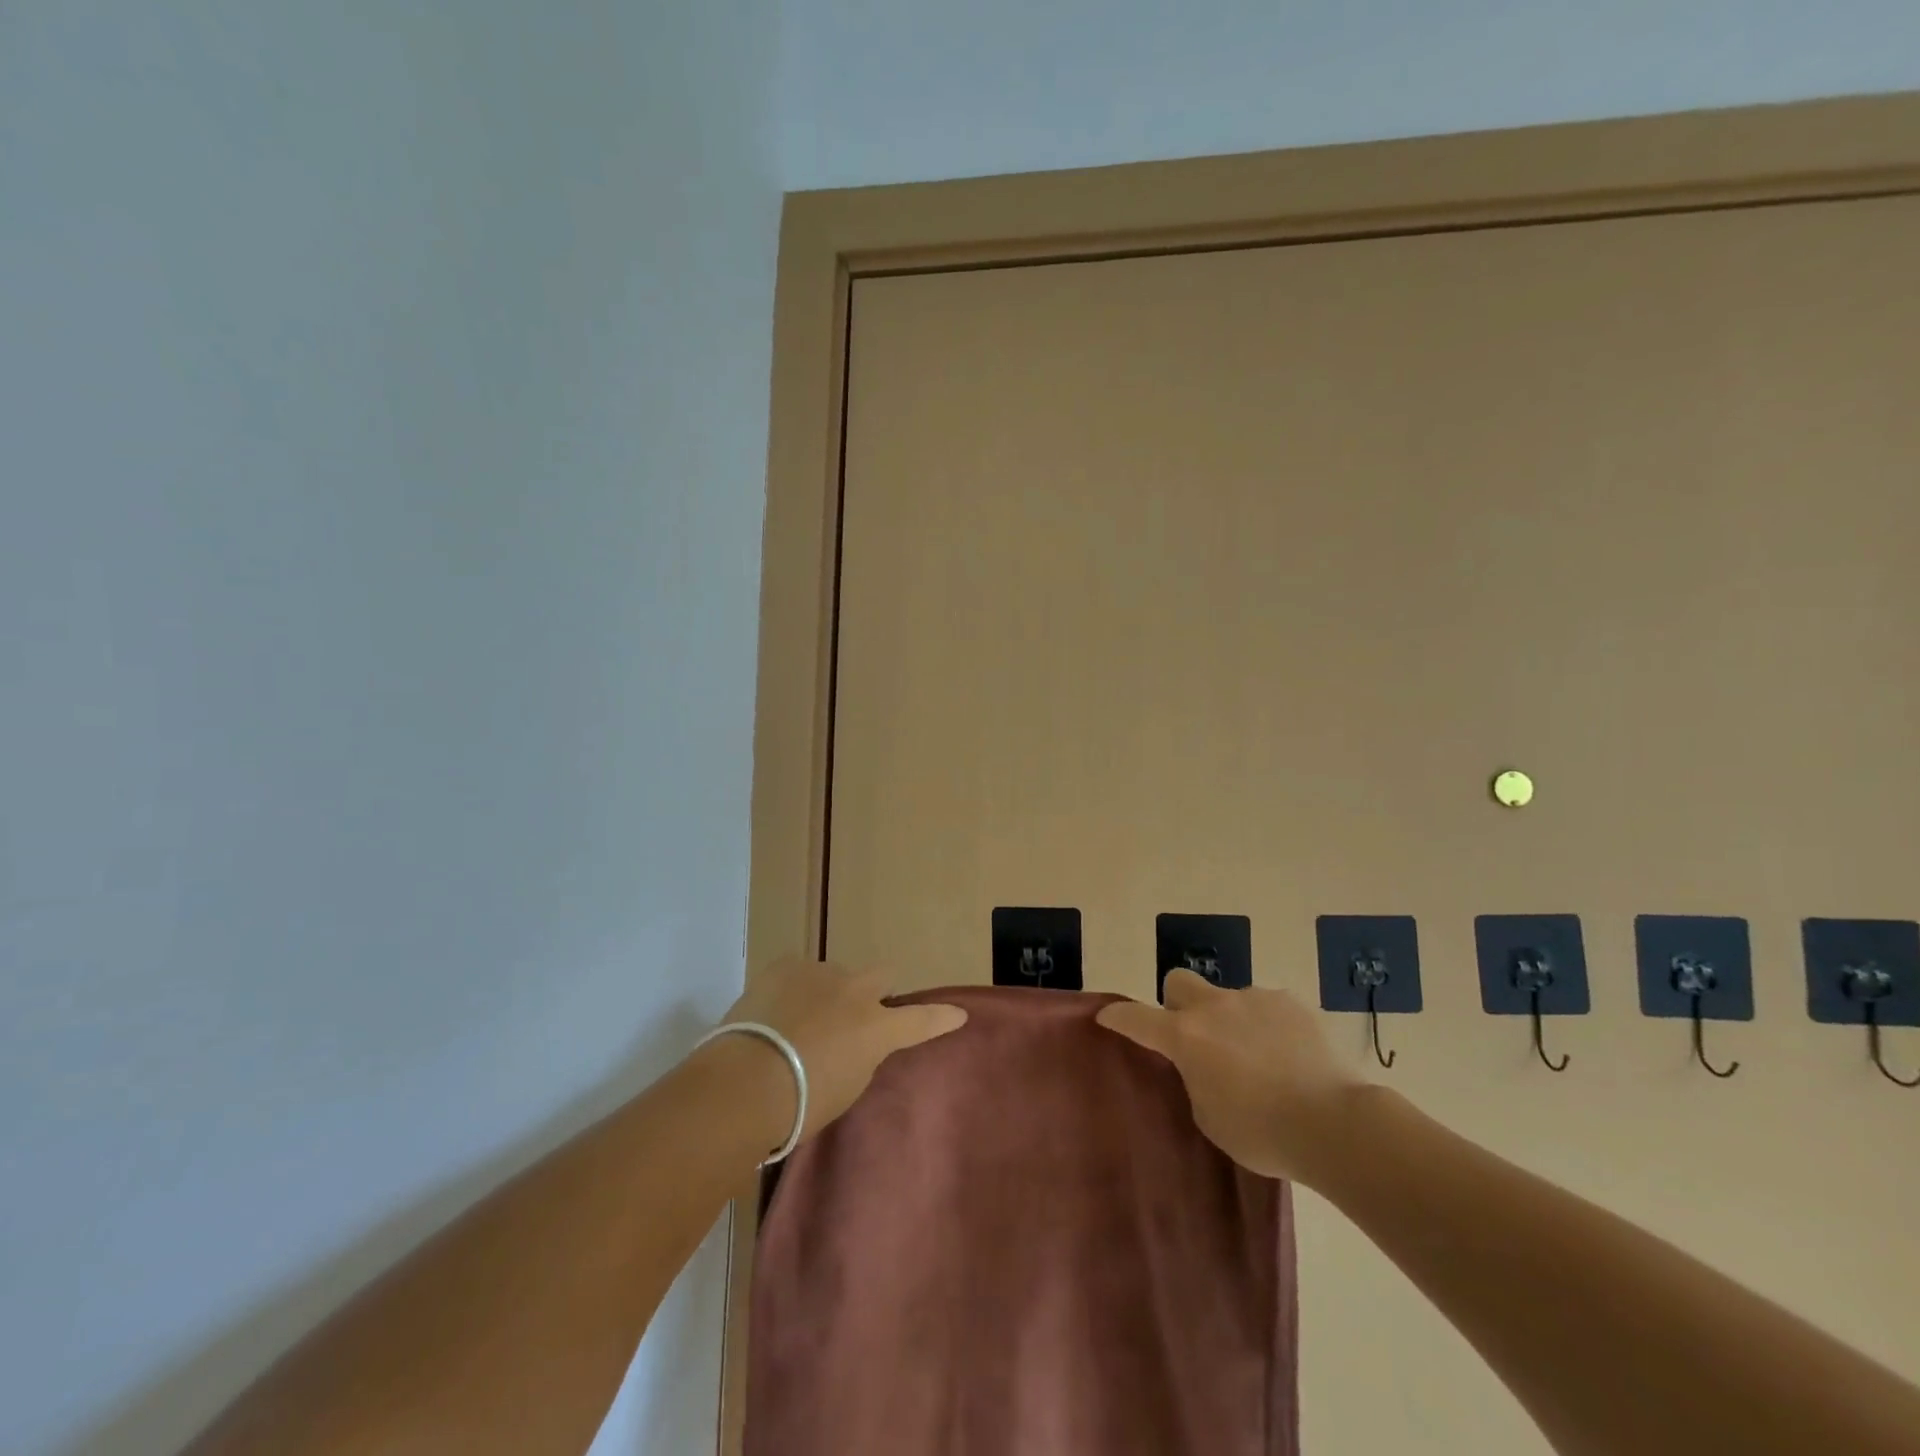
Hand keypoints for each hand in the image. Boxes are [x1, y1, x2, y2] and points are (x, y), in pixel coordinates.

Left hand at [716, 957, 966, 1141]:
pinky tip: (775, 1011)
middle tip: (856, 1016)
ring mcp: (820, 972)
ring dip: (828, 993)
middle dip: (876, 992)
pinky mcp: (785, 965)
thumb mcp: (846, 1088)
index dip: (941, 1018)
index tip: (958, 1014)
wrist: (745, 1082)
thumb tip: (857, 1043)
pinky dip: (794, 988)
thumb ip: (861, 1058)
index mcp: (877, 1028)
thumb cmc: (800, 1104)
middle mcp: (856, 992)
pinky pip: (799, 972)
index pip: (921, 1020)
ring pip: (836, 974)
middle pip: (882, 975)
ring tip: (799, 1022)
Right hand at [1097, 970, 1366, 1181]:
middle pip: (1178, 981)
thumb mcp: (1210, 1118)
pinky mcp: (1290, 1002)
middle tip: (1195, 1036)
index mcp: (1186, 1037)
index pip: (1136, 1018)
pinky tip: (1289, 1056)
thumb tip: (1204, 1066)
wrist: (1335, 1123)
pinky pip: (1267, 1007)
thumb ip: (1195, 1081)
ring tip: (1259, 1058)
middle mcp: (1214, 1007)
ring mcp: (1254, 999)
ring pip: (1228, 998)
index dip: (1118, 1016)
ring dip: (1230, 1020)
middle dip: (1177, 1002)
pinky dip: (1268, 1025)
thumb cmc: (1263, 1133)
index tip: (1106, 1015)